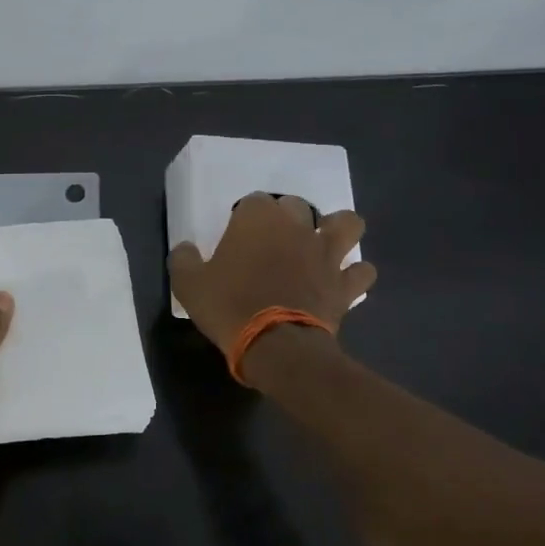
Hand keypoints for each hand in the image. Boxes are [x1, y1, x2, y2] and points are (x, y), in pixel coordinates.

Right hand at [169, 194, 376, 355]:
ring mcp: (325, 253)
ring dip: (337, 230)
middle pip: (297, 205)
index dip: (244, 218)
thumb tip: (184, 248)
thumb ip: (183, 260)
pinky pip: (362, 271)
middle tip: (273, 240)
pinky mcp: (344, 283)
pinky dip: (354, 274)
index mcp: (257, 219)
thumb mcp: (188, 284)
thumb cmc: (228, 306)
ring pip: (346, 224)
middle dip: (287, 217)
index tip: (236, 237)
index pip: (252, 201)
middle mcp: (296, 227)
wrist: (275, 344)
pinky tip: (341, 282)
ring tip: (323, 244)